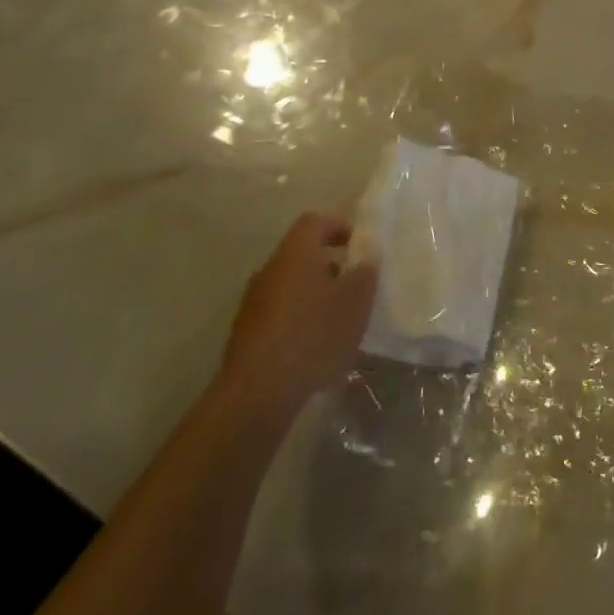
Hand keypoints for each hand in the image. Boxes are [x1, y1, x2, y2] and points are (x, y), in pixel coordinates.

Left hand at [218, 212, 377, 421]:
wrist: (258, 393)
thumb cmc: (313, 334)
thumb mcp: (355, 302)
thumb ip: (365, 274)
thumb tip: (366, 259)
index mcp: (295, 254)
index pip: (316, 221)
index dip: (340, 226)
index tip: (361, 245)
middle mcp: (269, 271)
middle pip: (303, 254)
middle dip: (333, 265)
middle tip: (357, 284)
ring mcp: (254, 303)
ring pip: (292, 285)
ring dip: (318, 294)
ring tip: (342, 319)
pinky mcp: (248, 334)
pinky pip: (281, 313)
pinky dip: (302, 319)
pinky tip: (319, 346)